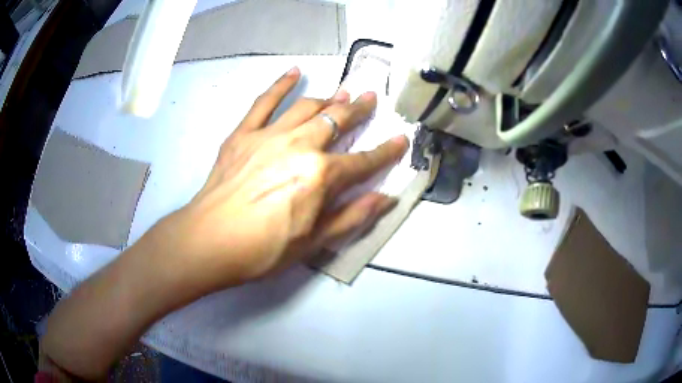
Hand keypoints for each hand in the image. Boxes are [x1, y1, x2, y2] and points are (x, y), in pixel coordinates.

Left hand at [152, 67, 408, 289]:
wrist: (210, 241)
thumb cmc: (264, 249)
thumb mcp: (315, 241)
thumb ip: (353, 216)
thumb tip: (387, 198)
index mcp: (321, 176)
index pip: (364, 161)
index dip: (386, 151)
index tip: (401, 138)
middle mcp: (300, 146)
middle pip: (337, 121)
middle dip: (358, 109)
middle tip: (370, 97)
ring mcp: (269, 135)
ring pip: (306, 107)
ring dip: (328, 98)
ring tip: (341, 93)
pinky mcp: (244, 133)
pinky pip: (264, 102)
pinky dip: (280, 84)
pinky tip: (294, 72)